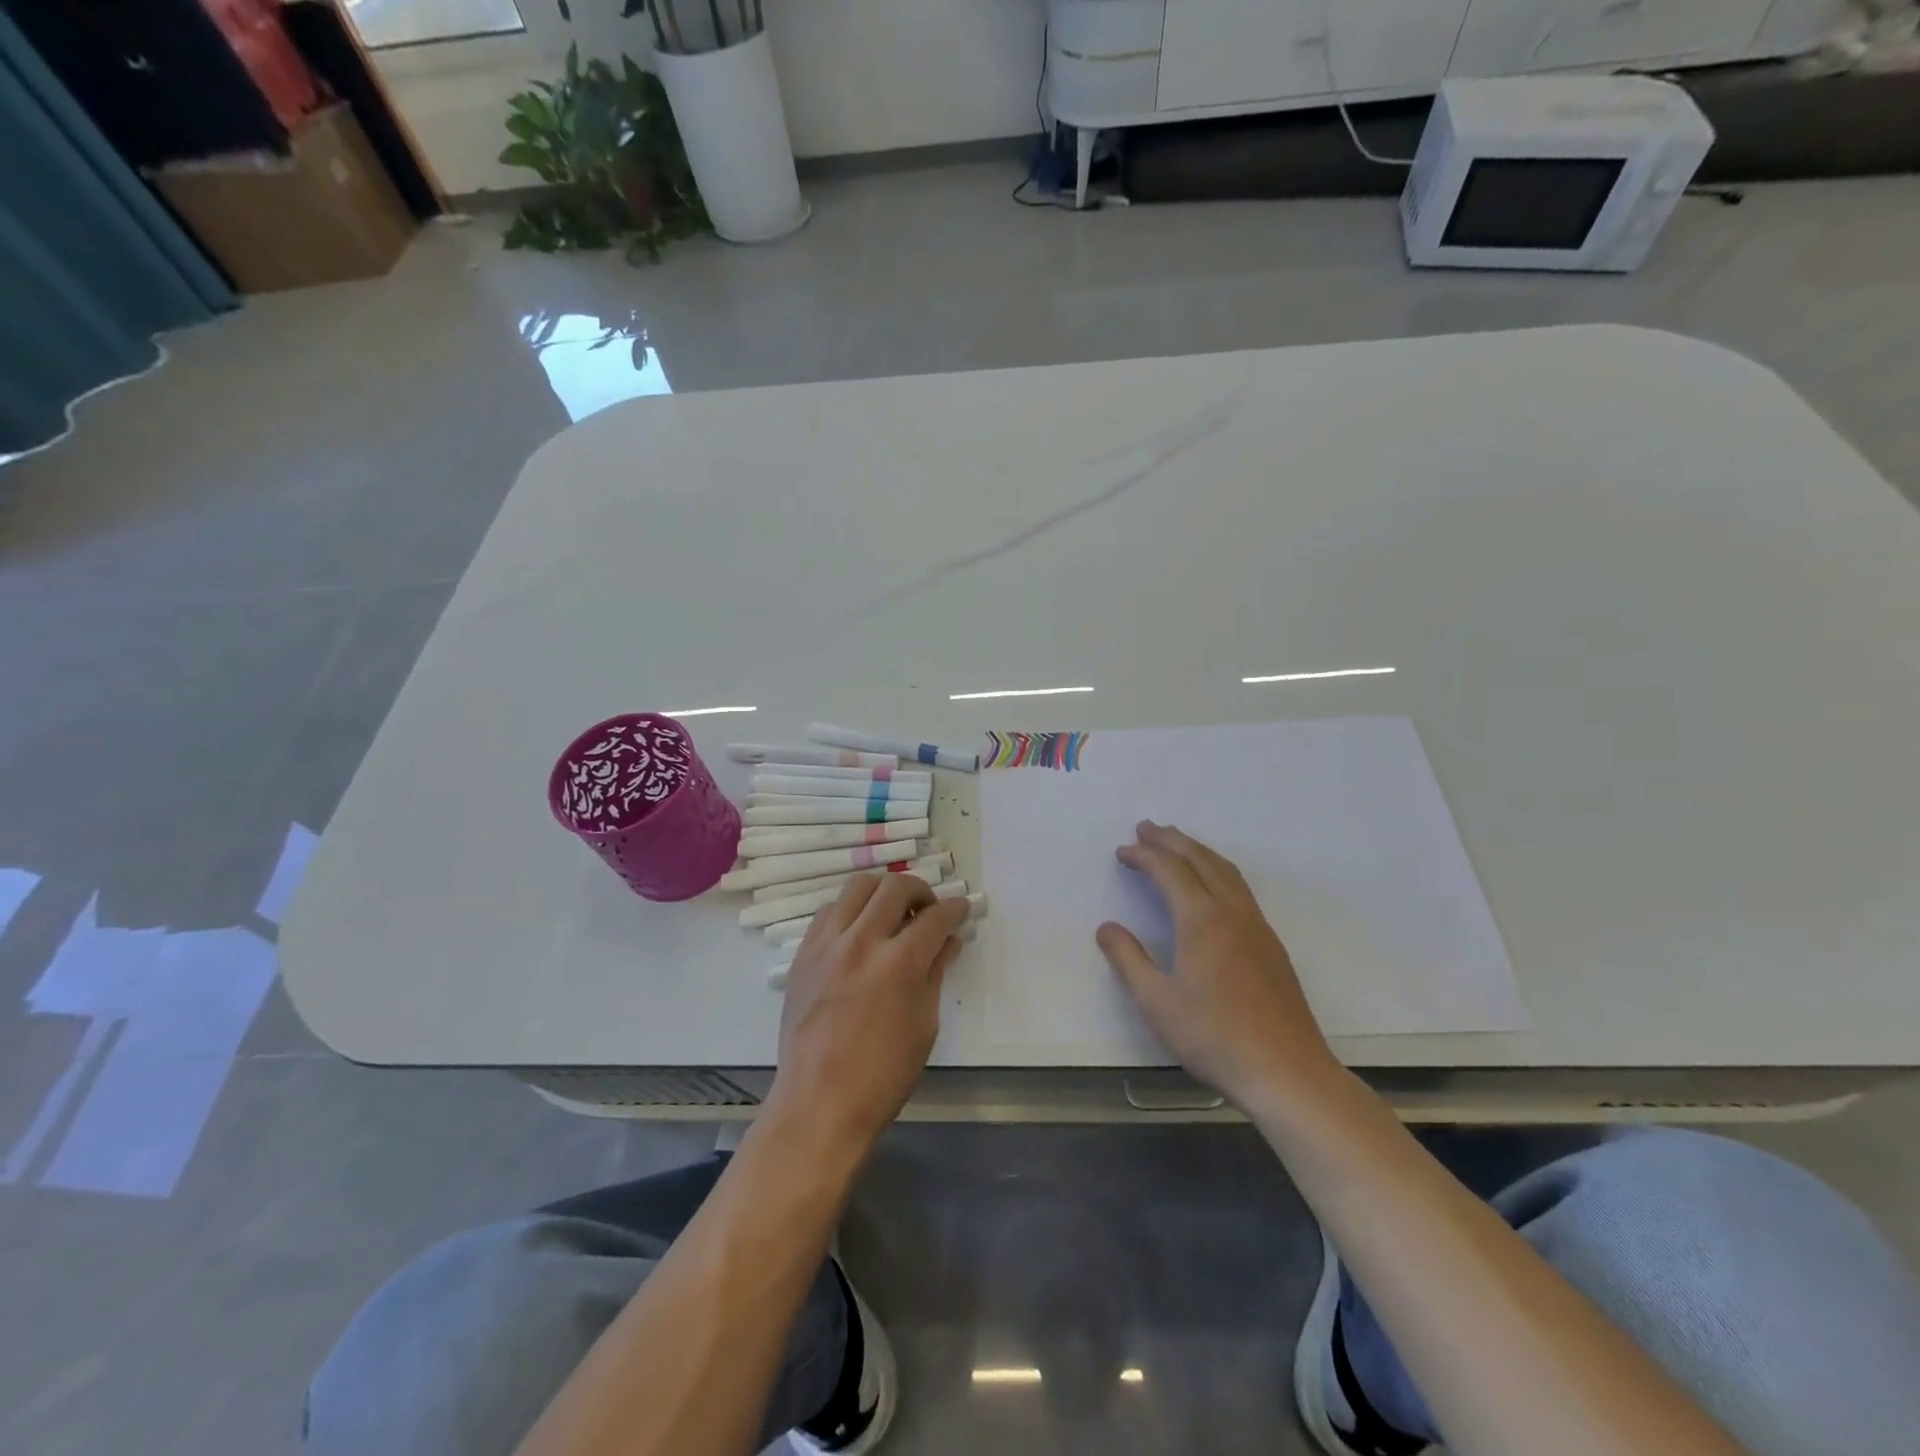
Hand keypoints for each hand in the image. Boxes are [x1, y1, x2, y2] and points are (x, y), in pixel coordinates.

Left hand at [767, 873, 970, 1153]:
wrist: (818, 1103)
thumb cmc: (882, 1074)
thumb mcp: (923, 1025)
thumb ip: (935, 973)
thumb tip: (948, 942)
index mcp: (899, 963)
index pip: (935, 917)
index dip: (955, 909)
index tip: (961, 909)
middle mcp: (862, 941)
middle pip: (895, 886)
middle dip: (921, 890)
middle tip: (928, 910)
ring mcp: (827, 944)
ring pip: (858, 887)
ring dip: (883, 892)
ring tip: (892, 913)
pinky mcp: (803, 953)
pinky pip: (829, 911)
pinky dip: (850, 910)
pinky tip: (859, 931)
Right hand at [1097, 821, 1341, 1108]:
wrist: (1287, 1071)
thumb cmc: (1214, 1036)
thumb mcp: (1156, 1002)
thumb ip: (1128, 959)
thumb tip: (1106, 928)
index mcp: (1202, 920)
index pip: (1169, 871)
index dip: (1144, 856)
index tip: (1122, 851)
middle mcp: (1232, 912)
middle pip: (1201, 860)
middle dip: (1172, 840)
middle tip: (1147, 827)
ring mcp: (1257, 926)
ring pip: (1226, 871)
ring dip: (1198, 851)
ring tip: (1177, 844)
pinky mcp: (1271, 944)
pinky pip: (1240, 888)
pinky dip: (1217, 870)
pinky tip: (1212, 885)